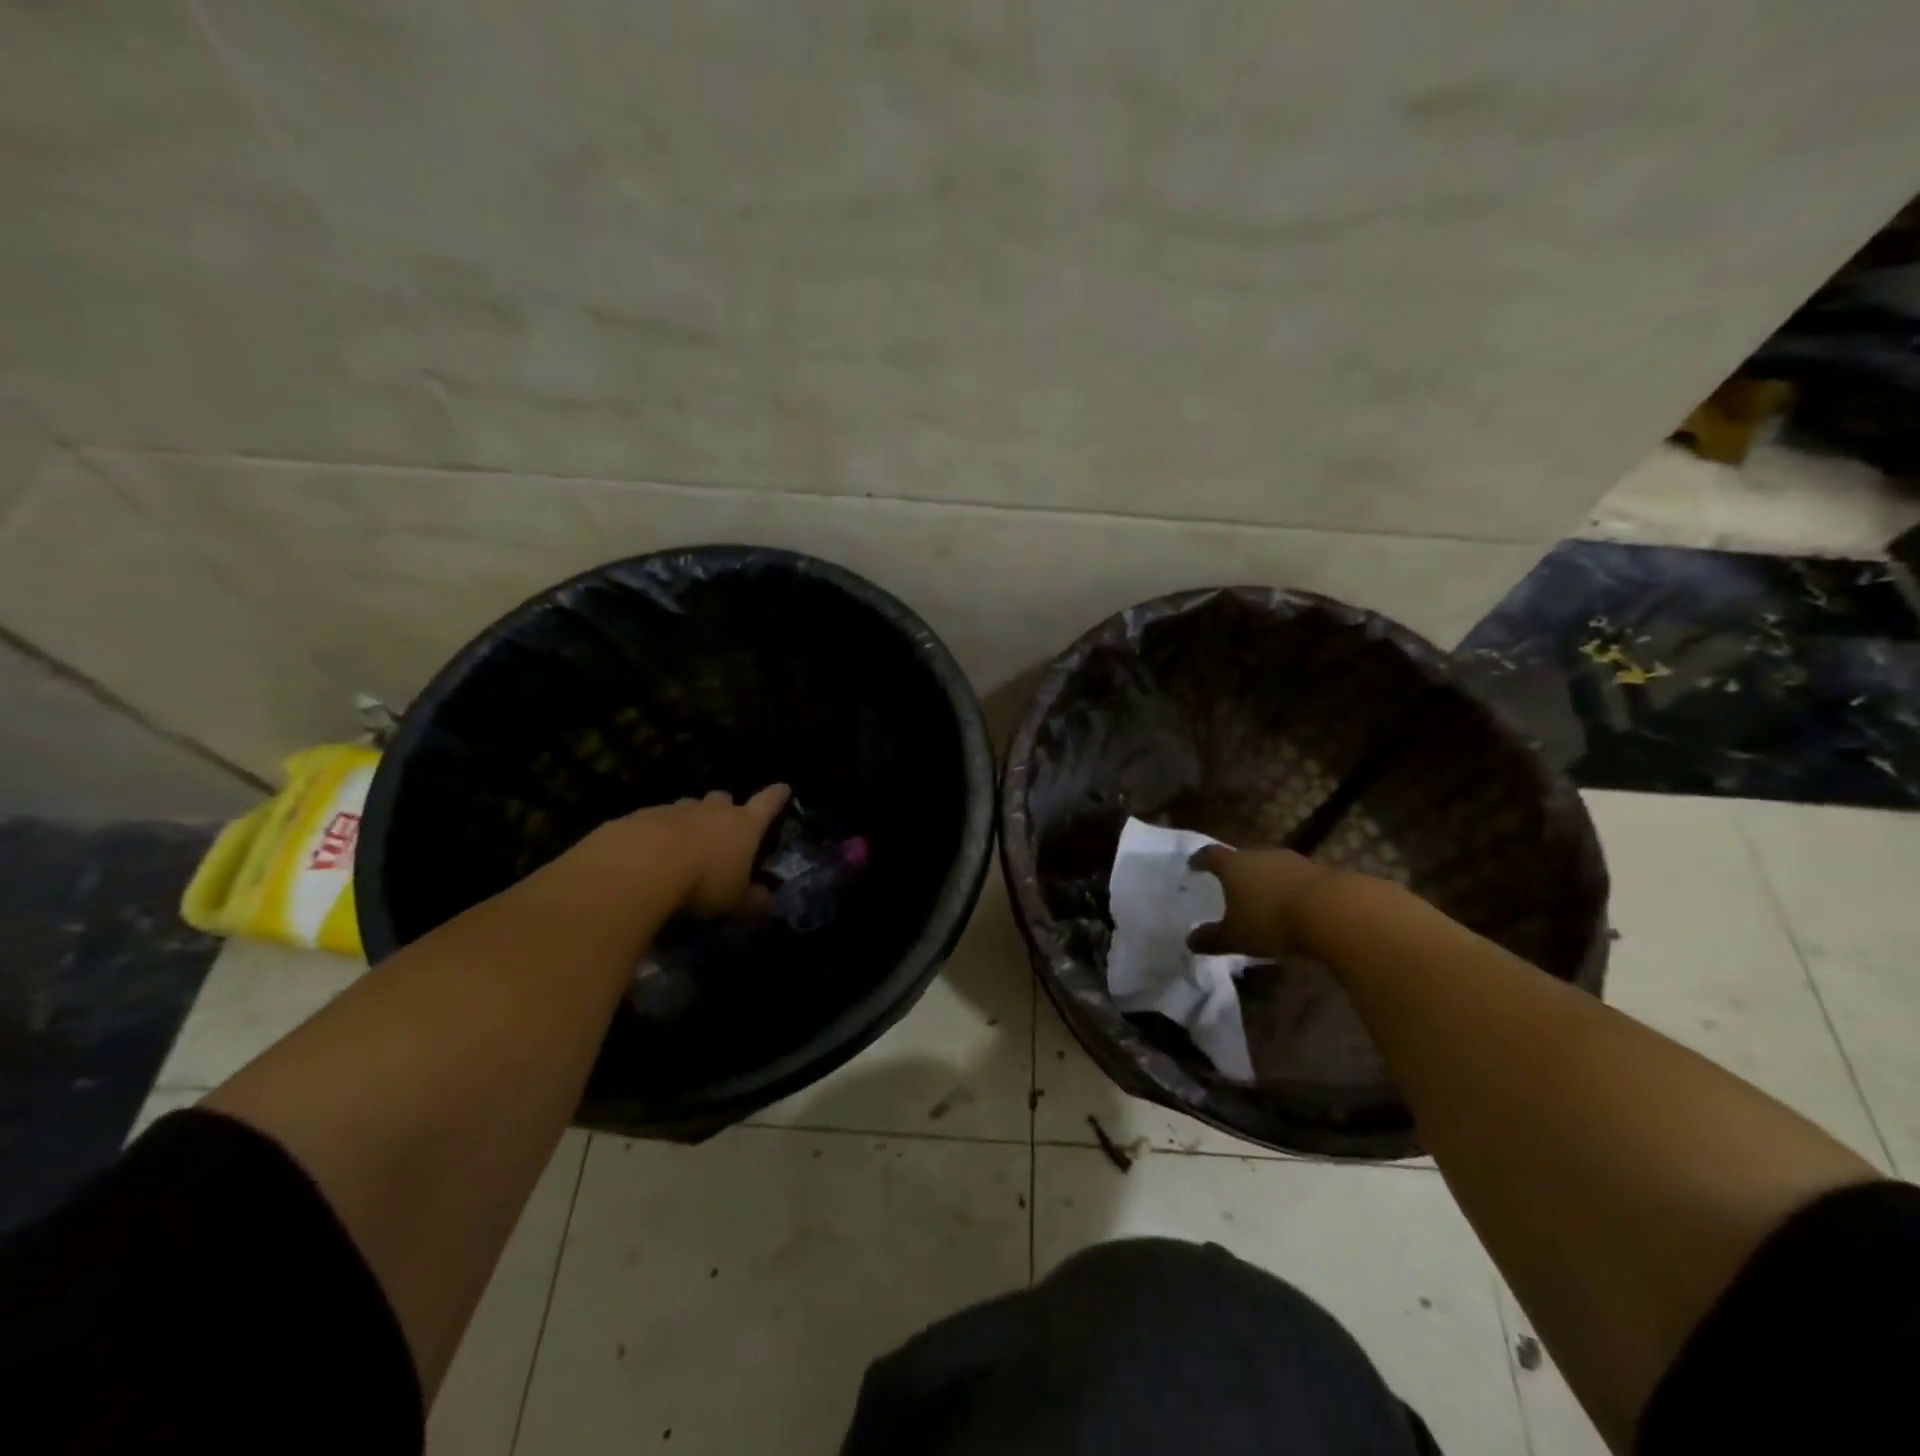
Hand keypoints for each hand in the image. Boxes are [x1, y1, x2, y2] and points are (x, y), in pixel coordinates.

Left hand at [597, 784, 791, 917]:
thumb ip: (751, 902)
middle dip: (724, 809)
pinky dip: (653, 833)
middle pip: (722, 800)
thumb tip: (766, 902)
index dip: (776, 797)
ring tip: (681, 845)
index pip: (767, 804)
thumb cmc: (701, 884)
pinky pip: (651, 822)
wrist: (637, 868)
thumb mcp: (733, 903)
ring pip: (686, 808)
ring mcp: (672, 811)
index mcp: (743, 826)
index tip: (783, 788)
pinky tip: (645, 855)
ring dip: (687, 821)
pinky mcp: (637, 818)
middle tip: (721, 828)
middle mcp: (710, 811)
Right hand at [1188, 845, 1338, 957]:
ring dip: (1264, 880)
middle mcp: (1260, 855)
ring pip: (1270, 867)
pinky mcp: (1319, 872)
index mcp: (1233, 865)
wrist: (1333, 911)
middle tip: (1229, 886)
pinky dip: (1288, 890)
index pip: (1210, 855)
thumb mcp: (1236, 937)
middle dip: (1235, 871)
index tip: (1193, 865)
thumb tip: (1189, 941)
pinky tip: (1291, 907)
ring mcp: (1292, 861)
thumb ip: (1212, 939)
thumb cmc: (1271, 921)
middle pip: (1242, 858)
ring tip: (1261, 898)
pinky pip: (1294, 879)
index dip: (1200, 860)